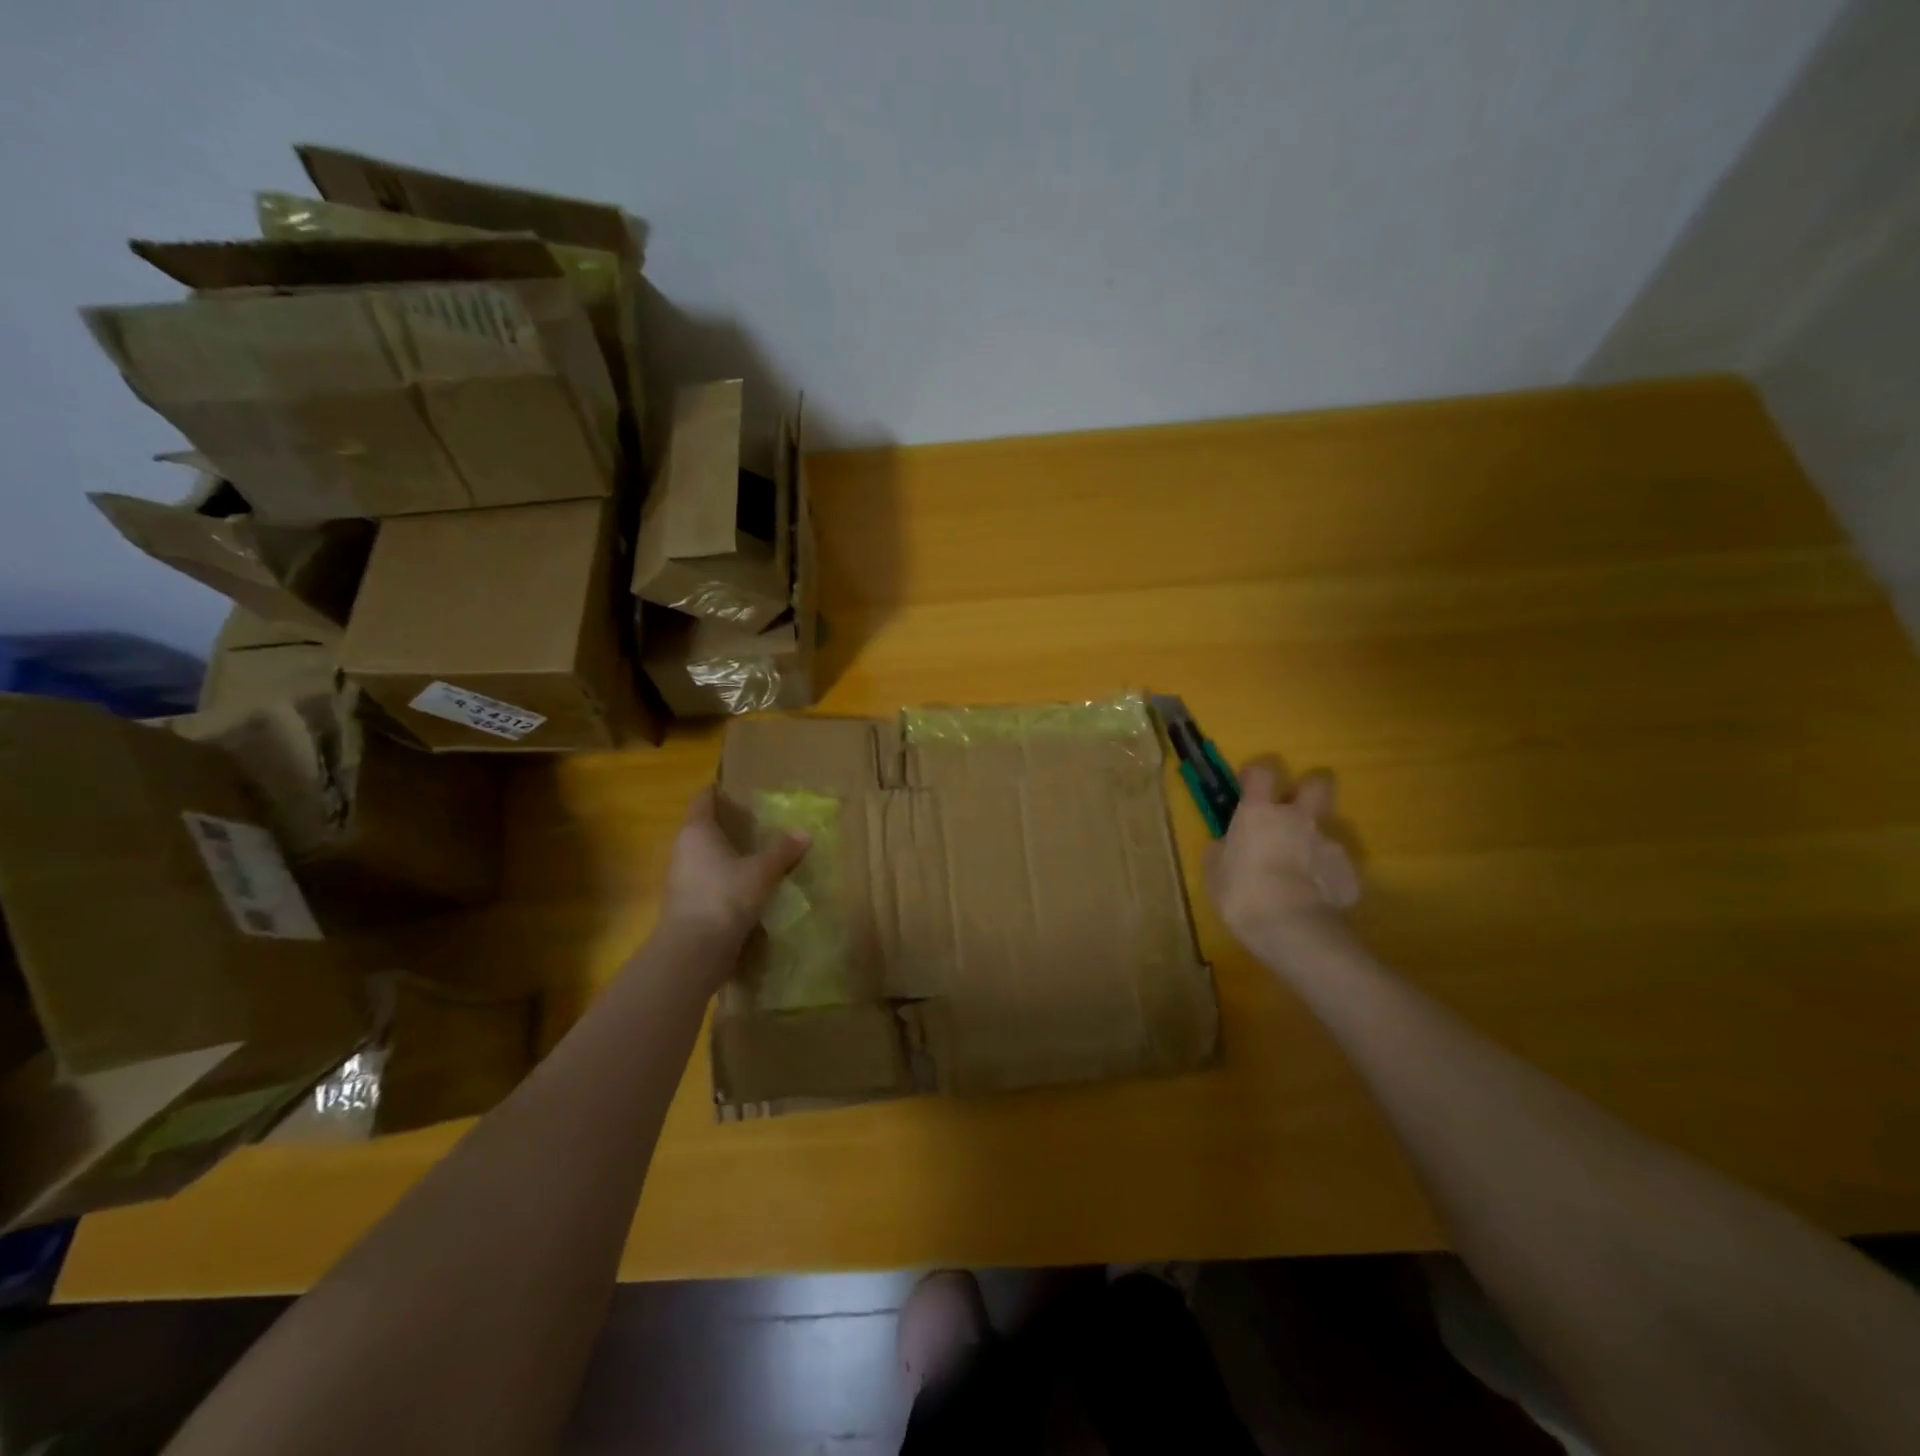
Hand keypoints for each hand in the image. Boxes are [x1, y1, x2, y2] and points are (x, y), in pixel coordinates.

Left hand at [661, 788, 809, 947]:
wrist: (693, 951)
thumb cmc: (725, 897)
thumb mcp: (762, 872)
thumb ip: (783, 851)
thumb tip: (805, 832)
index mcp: (697, 831)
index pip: (703, 800)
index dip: (717, 791)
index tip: (736, 788)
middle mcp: (683, 850)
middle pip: (703, 828)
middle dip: (727, 824)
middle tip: (757, 821)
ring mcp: (681, 879)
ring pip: (705, 857)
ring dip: (726, 854)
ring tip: (756, 853)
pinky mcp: (686, 905)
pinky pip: (708, 881)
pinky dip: (725, 879)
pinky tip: (747, 885)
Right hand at [1205, 760, 1360, 948]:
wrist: (1291, 929)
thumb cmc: (1242, 894)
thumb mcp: (1214, 872)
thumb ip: (1221, 850)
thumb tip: (1225, 844)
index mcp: (1260, 812)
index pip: (1263, 771)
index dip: (1257, 773)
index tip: (1250, 785)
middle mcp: (1298, 819)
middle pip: (1317, 784)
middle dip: (1308, 790)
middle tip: (1292, 811)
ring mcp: (1329, 844)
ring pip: (1325, 831)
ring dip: (1313, 843)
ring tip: (1299, 873)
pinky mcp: (1349, 873)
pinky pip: (1336, 867)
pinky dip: (1325, 876)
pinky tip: (1314, 897)